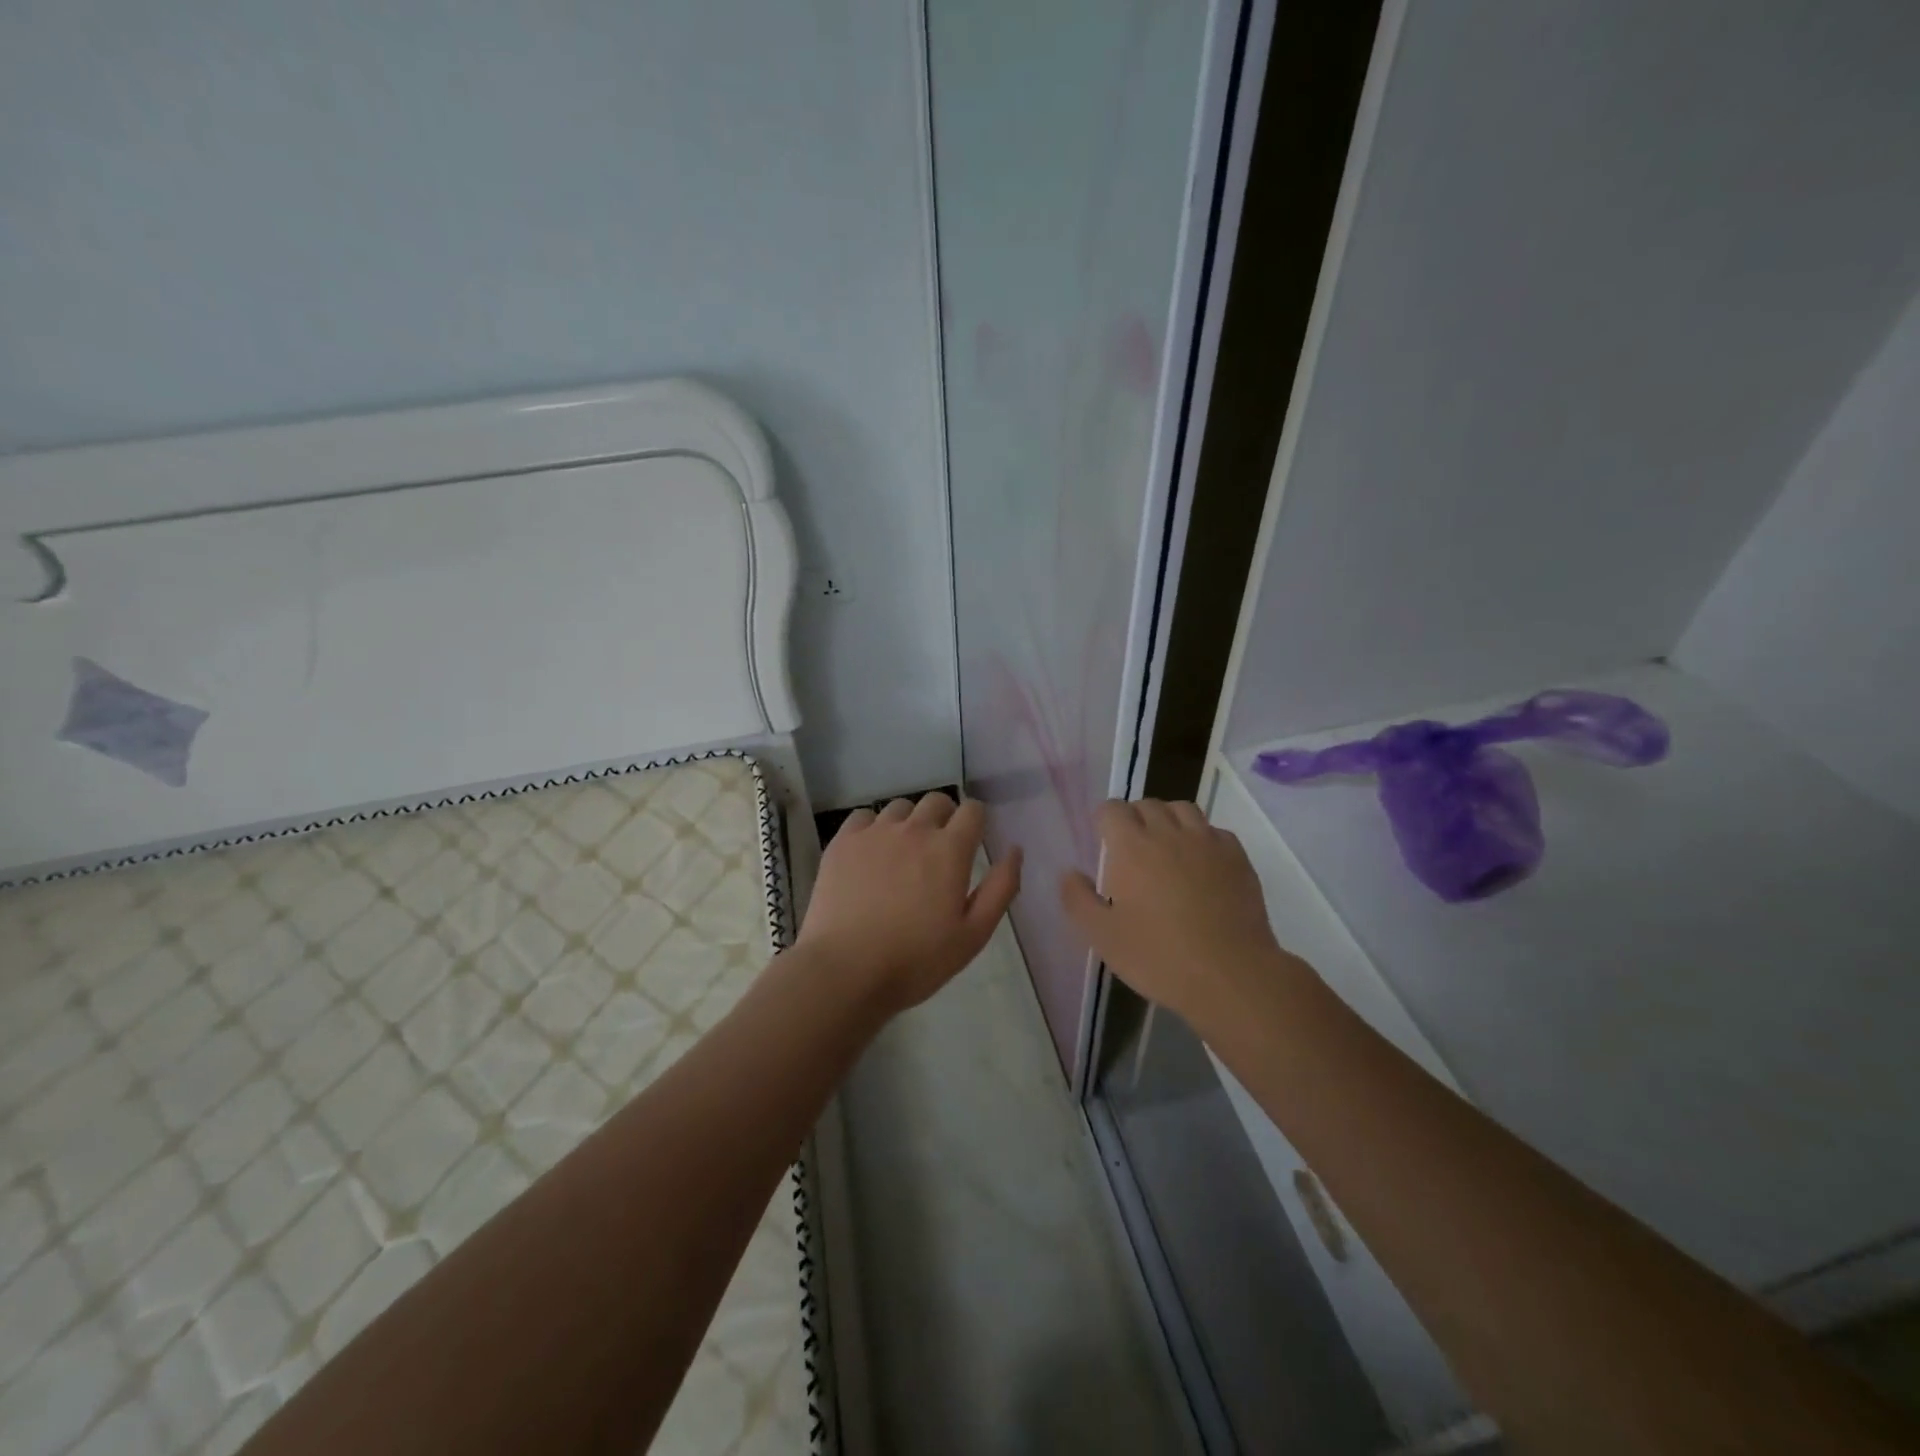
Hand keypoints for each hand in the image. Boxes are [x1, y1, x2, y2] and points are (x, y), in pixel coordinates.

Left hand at [798, 793, 1021, 1014]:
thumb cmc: (916, 960)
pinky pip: (864, 817)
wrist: (846, 970)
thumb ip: (1000, 888)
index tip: (972, 841)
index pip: (972, 810)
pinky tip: (871, 854)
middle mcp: (914, 830)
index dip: (976, 821)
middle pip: (937, 801)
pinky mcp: (843, 842)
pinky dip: (873, 828)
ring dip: (910, 822)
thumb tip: (1015, 850)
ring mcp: (875, 832)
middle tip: (939, 851)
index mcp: (950, 850)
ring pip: (900, 807)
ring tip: (903, 854)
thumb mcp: (973, 934)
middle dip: (945, 817)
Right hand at [1061, 799, 1298, 1028]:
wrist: (1230, 975)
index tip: (1103, 840)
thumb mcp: (1102, 936)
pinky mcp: (1237, 857)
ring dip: (1168, 819)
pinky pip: (1214, 831)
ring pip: (1182, 809)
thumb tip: (1069, 873)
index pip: (1112, 809)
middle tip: (1131, 847)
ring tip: (1165, 846)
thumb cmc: (1158, 956)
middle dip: (1134, 817)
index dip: (1104, 820)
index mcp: (1131, 846)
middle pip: (1147, 804)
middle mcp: (1169, 833)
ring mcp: (1207, 842)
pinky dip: (1201, 837)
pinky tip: (1200, 864)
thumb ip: (1078, 899)